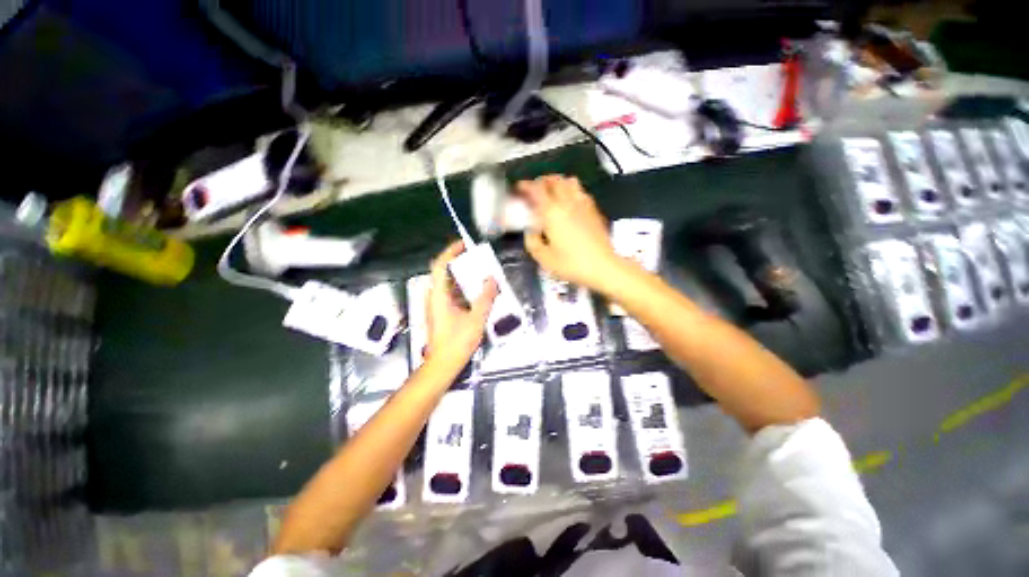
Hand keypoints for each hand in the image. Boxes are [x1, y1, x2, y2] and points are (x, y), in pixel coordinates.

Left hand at [424, 241, 497, 371]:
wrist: (443, 365)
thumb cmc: (457, 342)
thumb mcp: (476, 319)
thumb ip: (485, 298)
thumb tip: (492, 279)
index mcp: (439, 295)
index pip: (440, 265)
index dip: (450, 252)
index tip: (464, 244)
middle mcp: (435, 297)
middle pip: (446, 273)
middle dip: (462, 264)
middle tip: (479, 261)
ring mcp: (437, 306)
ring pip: (450, 285)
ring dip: (465, 279)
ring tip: (482, 276)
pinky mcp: (442, 313)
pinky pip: (453, 295)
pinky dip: (465, 291)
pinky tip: (479, 295)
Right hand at [519, 175, 623, 291]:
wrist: (603, 267)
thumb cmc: (571, 264)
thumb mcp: (543, 258)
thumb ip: (532, 241)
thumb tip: (530, 230)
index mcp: (552, 212)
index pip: (537, 189)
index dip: (525, 186)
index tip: (519, 189)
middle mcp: (567, 202)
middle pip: (554, 180)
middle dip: (541, 181)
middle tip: (534, 190)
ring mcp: (583, 204)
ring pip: (569, 181)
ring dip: (558, 183)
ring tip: (552, 193)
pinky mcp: (594, 210)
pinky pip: (581, 191)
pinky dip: (571, 190)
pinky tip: (569, 203)